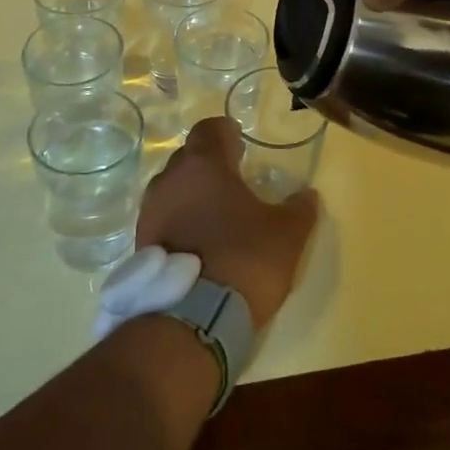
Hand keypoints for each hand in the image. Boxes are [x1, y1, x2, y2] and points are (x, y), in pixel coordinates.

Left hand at [136, 118, 318, 325]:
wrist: (194, 320)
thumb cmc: (244, 259)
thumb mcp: (287, 234)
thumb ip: (299, 208)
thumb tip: (308, 194)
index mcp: (204, 164)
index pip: (209, 129)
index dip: (225, 132)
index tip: (239, 144)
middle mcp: (170, 179)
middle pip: (188, 157)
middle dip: (208, 164)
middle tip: (231, 180)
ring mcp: (150, 212)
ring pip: (171, 189)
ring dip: (190, 195)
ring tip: (214, 215)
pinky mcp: (141, 244)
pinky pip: (162, 219)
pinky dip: (178, 222)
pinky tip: (197, 242)